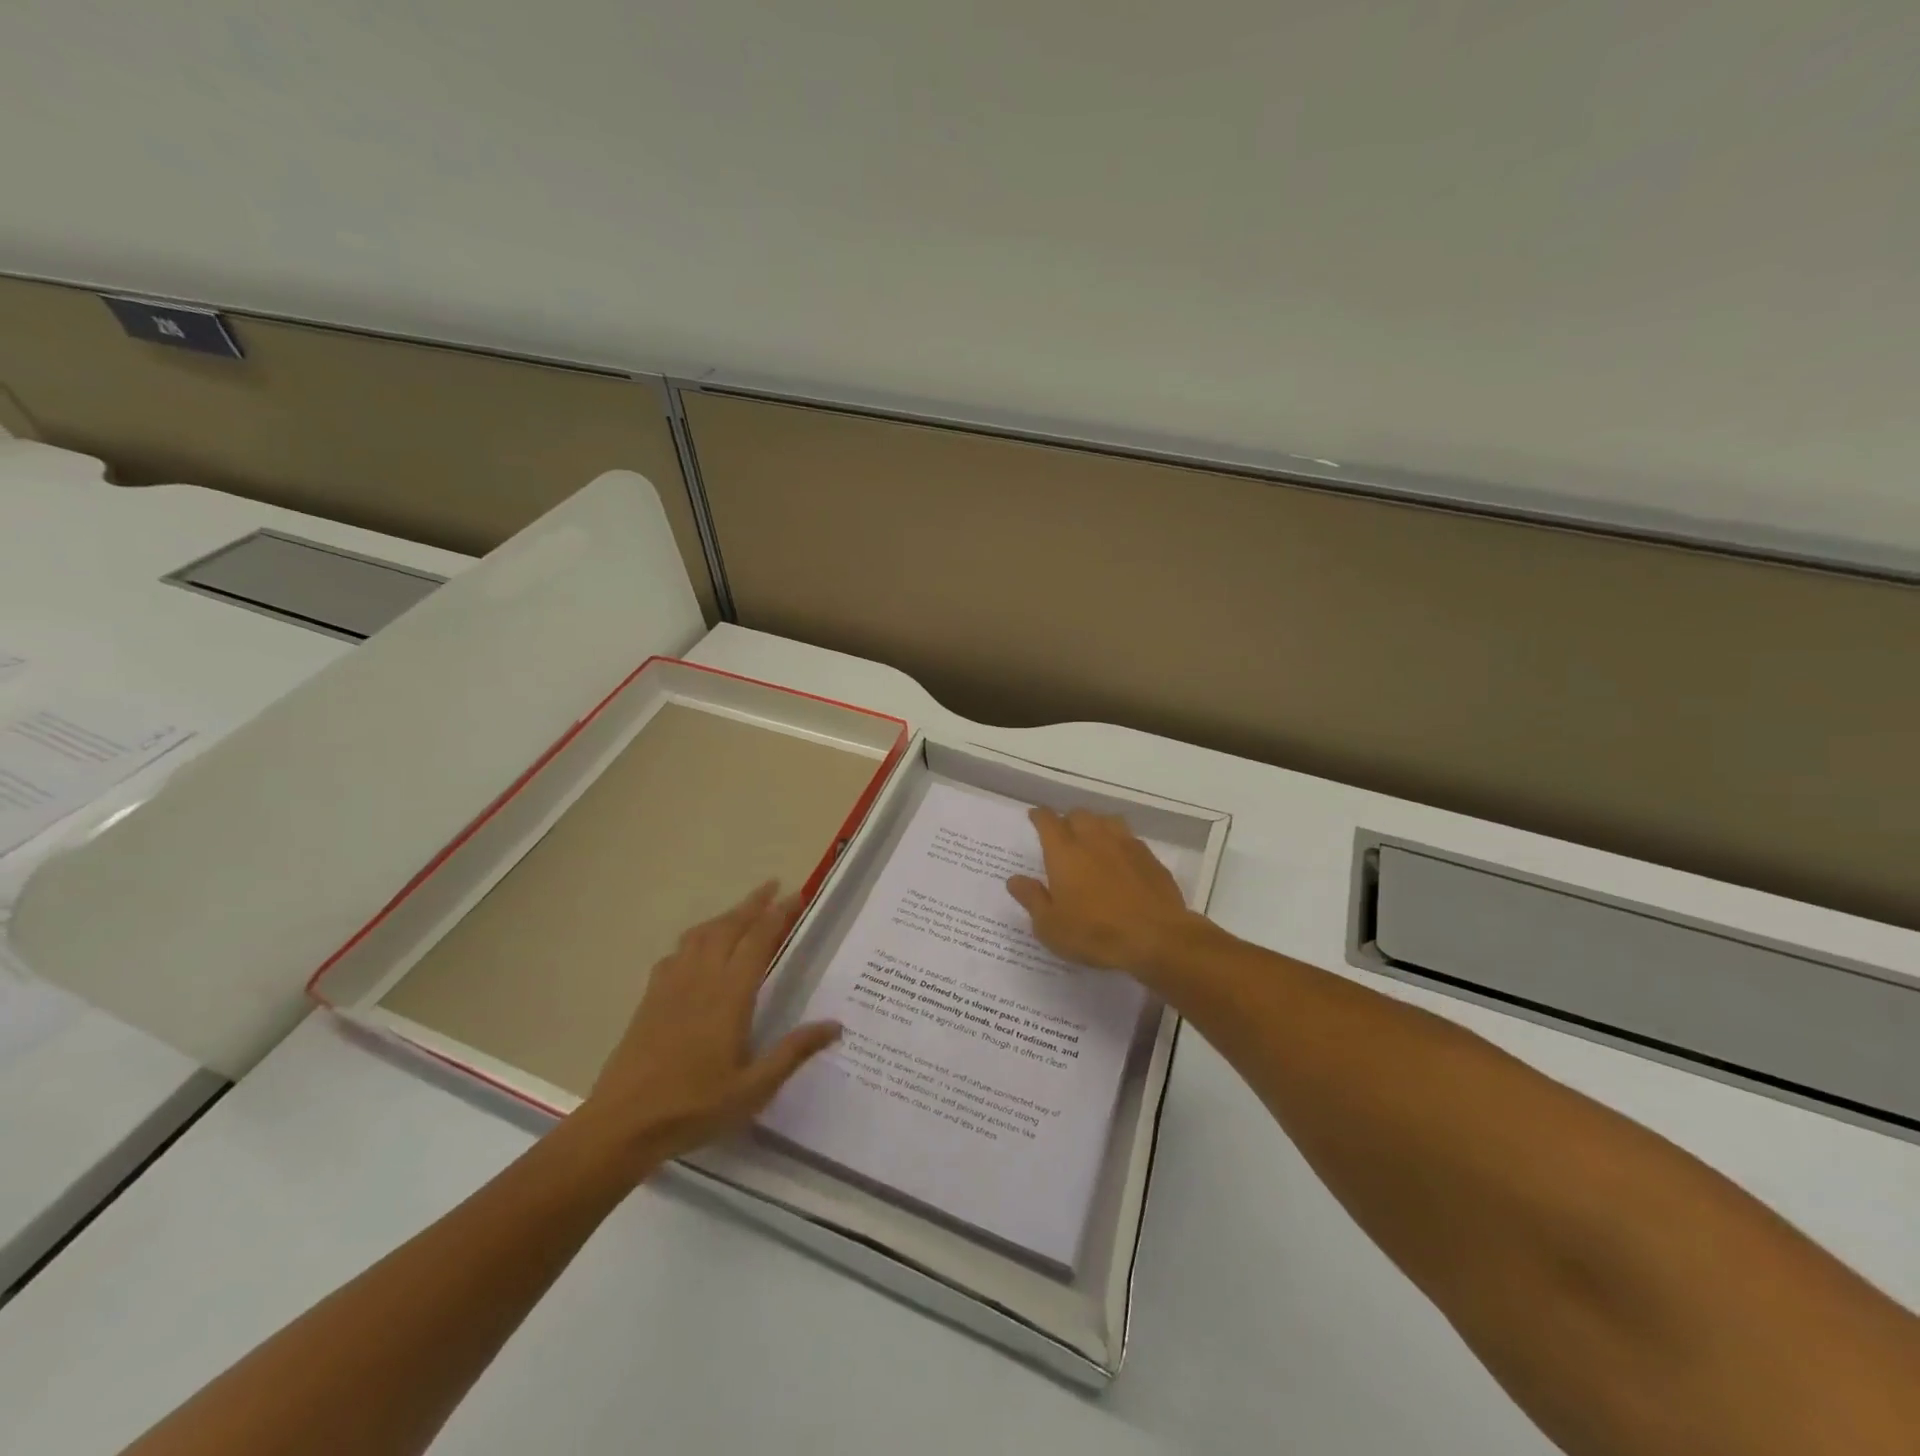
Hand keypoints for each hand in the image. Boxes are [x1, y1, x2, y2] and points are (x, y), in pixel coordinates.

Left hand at [570, 881, 839, 1177]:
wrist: (623, 1124)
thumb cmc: (694, 1107)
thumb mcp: (754, 1088)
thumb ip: (794, 1052)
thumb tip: (835, 1025)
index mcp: (730, 995)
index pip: (759, 940)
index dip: (779, 914)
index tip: (796, 895)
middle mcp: (701, 978)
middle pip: (729, 926)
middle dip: (753, 903)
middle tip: (774, 886)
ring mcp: (671, 985)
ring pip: (701, 934)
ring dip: (724, 916)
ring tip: (741, 911)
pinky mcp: (650, 998)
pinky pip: (676, 953)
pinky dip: (694, 939)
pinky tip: (697, 950)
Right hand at [1006, 807, 1209, 983]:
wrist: (1156, 937)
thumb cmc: (1095, 933)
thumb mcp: (1051, 926)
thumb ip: (1032, 899)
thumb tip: (1014, 879)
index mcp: (1064, 852)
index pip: (1048, 821)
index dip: (1039, 816)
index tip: (1035, 816)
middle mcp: (1093, 839)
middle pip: (1078, 815)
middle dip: (1068, 820)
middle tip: (1063, 835)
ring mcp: (1125, 845)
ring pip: (1107, 821)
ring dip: (1096, 825)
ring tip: (1092, 840)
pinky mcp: (1149, 858)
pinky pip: (1129, 839)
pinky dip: (1120, 843)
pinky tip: (1121, 859)